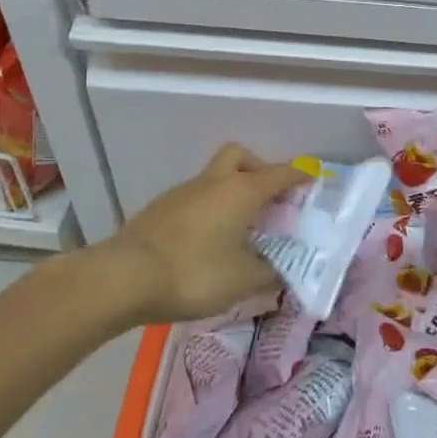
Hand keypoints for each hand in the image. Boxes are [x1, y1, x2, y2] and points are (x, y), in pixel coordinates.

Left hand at [104, 143, 307, 325]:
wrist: (123, 278)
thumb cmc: (194, 273)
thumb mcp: (242, 281)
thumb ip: (269, 275)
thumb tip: (282, 272)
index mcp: (241, 191)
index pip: (280, 173)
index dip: (299, 175)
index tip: (312, 178)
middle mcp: (214, 182)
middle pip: (240, 156)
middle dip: (258, 169)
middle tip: (268, 198)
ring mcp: (183, 193)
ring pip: (215, 178)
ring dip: (231, 192)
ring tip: (239, 228)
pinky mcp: (160, 209)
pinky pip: (195, 198)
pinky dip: (209, 210)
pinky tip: (207, 241)